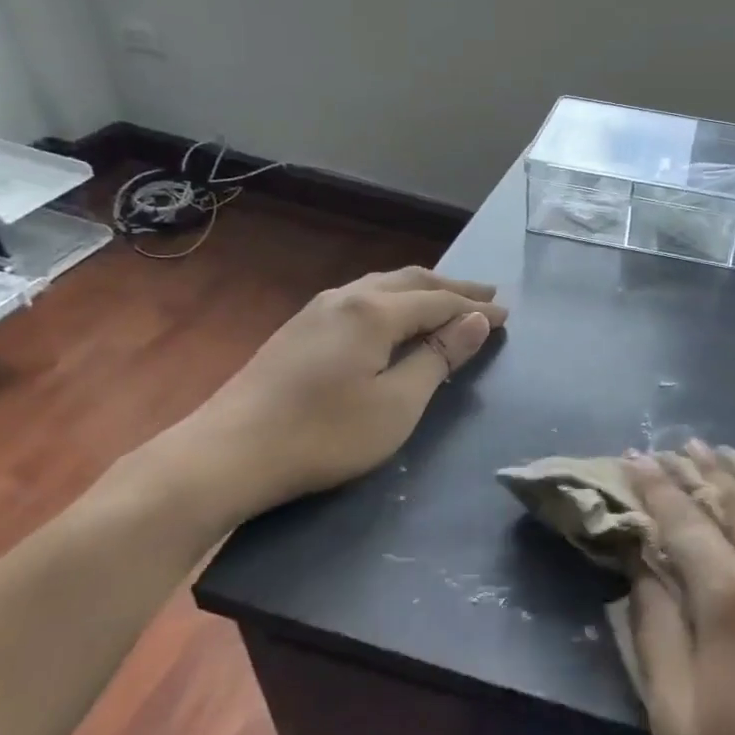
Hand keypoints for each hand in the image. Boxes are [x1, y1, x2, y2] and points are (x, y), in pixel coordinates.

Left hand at [157, 267, 505, 530]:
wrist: (227, 453)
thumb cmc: (324, 434)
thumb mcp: (397, 404)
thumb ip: (438, 358)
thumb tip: (476, 321)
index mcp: (375, 311)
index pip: (439, 301)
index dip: (475, 309)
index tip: (507, 315)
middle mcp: (347, 297)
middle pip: (411, 281)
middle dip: (452, 287)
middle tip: (487, 295)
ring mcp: (317, 310)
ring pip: (382, 285)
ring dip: (421, 290)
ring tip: (447, 298)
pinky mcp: (298, 329)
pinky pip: (360, 298)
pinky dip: (392, 300)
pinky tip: (392, 315)